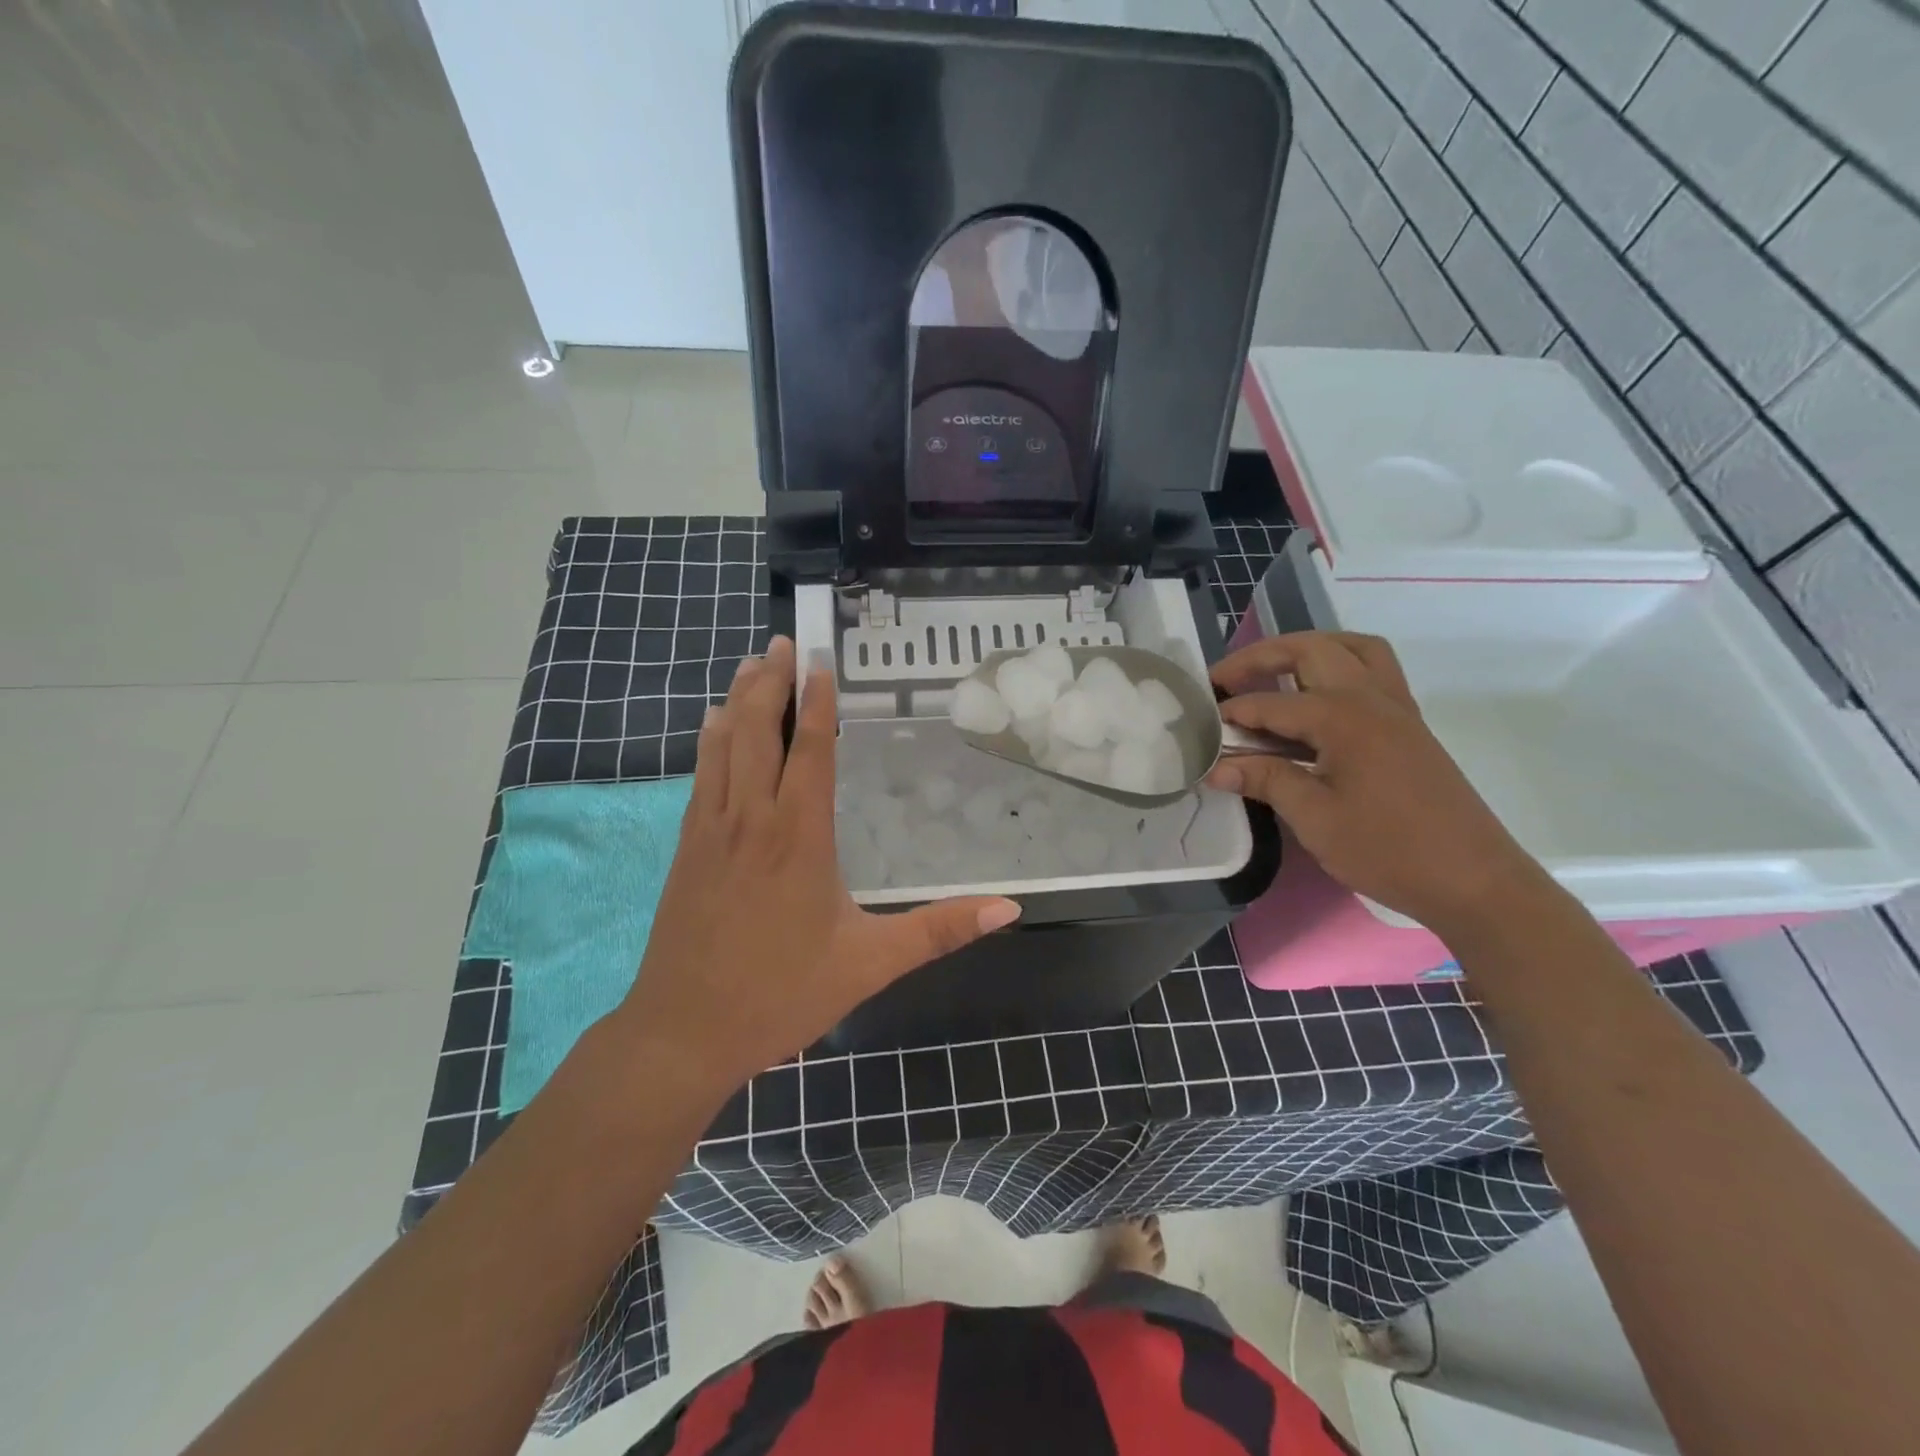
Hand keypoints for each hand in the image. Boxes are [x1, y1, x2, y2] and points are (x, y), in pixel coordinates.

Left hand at [616, 637, 1020, 1097]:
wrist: (683, 1032)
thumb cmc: (781, 995)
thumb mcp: (870, 964)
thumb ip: (940, 930)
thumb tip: (1009, 909)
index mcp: (800, 838)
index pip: (811, 752)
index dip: (817, 703)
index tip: (820, 662)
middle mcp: (753, 819)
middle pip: (759, 732)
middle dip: (772, 683)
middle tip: (781, 643)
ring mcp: (711, 830)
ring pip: (724, 745)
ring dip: (739, 699)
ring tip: (751, 663)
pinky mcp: (686, 847)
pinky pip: (701, 775)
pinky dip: (710, 739)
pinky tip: (712, 723)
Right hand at [1206, 632, 1544, 932]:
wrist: (1473, 880)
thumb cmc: (1388, 850)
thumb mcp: (1315, 819)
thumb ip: (1266, 780)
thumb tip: (1216, 767)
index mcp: (1343, 717)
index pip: (1271, 703)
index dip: (1232, 714)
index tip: (1199, 727)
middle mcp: (1371, 698)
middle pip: (1311, 650)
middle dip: (1262, 656)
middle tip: (1225, 679)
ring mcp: (1397, 709)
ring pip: (1352, 649)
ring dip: (1308, 651)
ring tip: (1272, 674)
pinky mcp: (1409, 727)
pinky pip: (1372, 673)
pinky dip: (1337, 669)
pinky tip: (1314, 705)